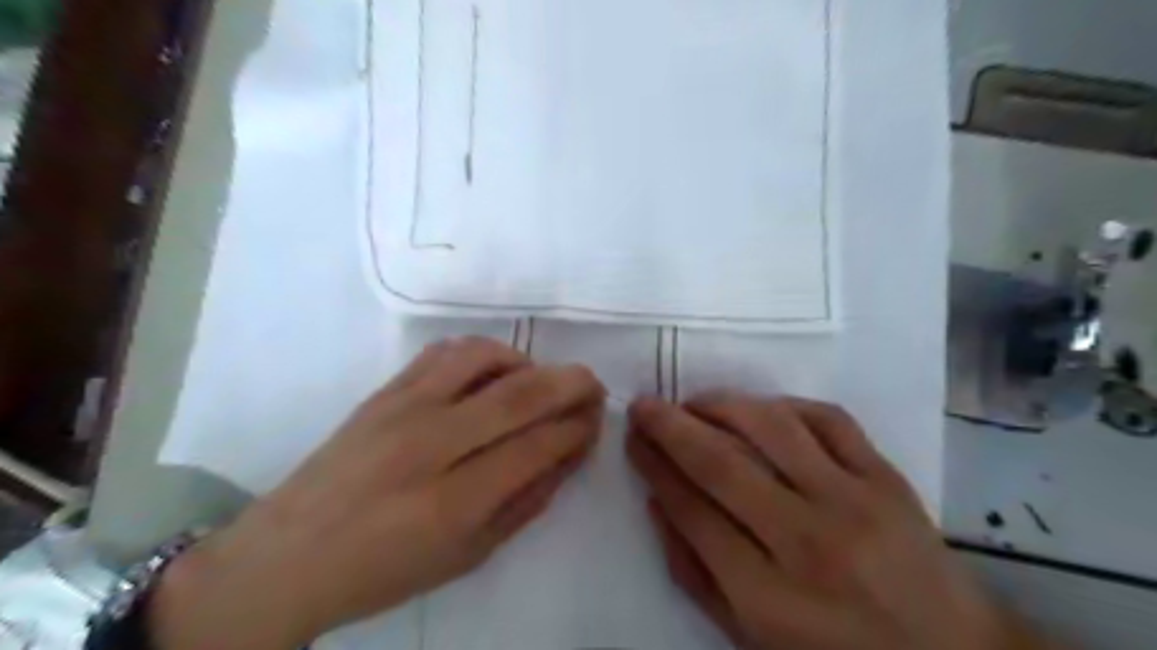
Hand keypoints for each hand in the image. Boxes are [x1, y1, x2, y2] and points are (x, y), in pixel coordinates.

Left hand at [146, 339, 606, 647]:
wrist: (288, 556)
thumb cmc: (384, 570)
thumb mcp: (468, 557)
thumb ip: (526, 502)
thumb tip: (568, 454)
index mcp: (453, 503)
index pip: (537, 446)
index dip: (577, 429)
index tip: (596, 422)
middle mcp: (430, 445)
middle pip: (520, 395)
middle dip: (571, 384)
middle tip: (593, 386)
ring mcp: (403, 409)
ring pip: (485, 358)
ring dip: (528, 362)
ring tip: (540, 381)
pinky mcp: (384, 390)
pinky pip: (446, 352)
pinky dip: (484, 353)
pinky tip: (494, 372)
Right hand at [629, 391, 1054, 648]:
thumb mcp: (751, 640)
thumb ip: (696, 574)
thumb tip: (658, 504)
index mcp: (768, 597)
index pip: (691, 512)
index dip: (654, 467)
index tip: (633, 439)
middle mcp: (807, 541)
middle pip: (721, 463)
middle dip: (671, 426)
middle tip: (644, 404)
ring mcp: (854, 502)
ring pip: (771, 427)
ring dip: (722, 404)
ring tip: (694, 402)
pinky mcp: (887, 477)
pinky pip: (828, 418)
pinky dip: (785, 404)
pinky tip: (761, 409)